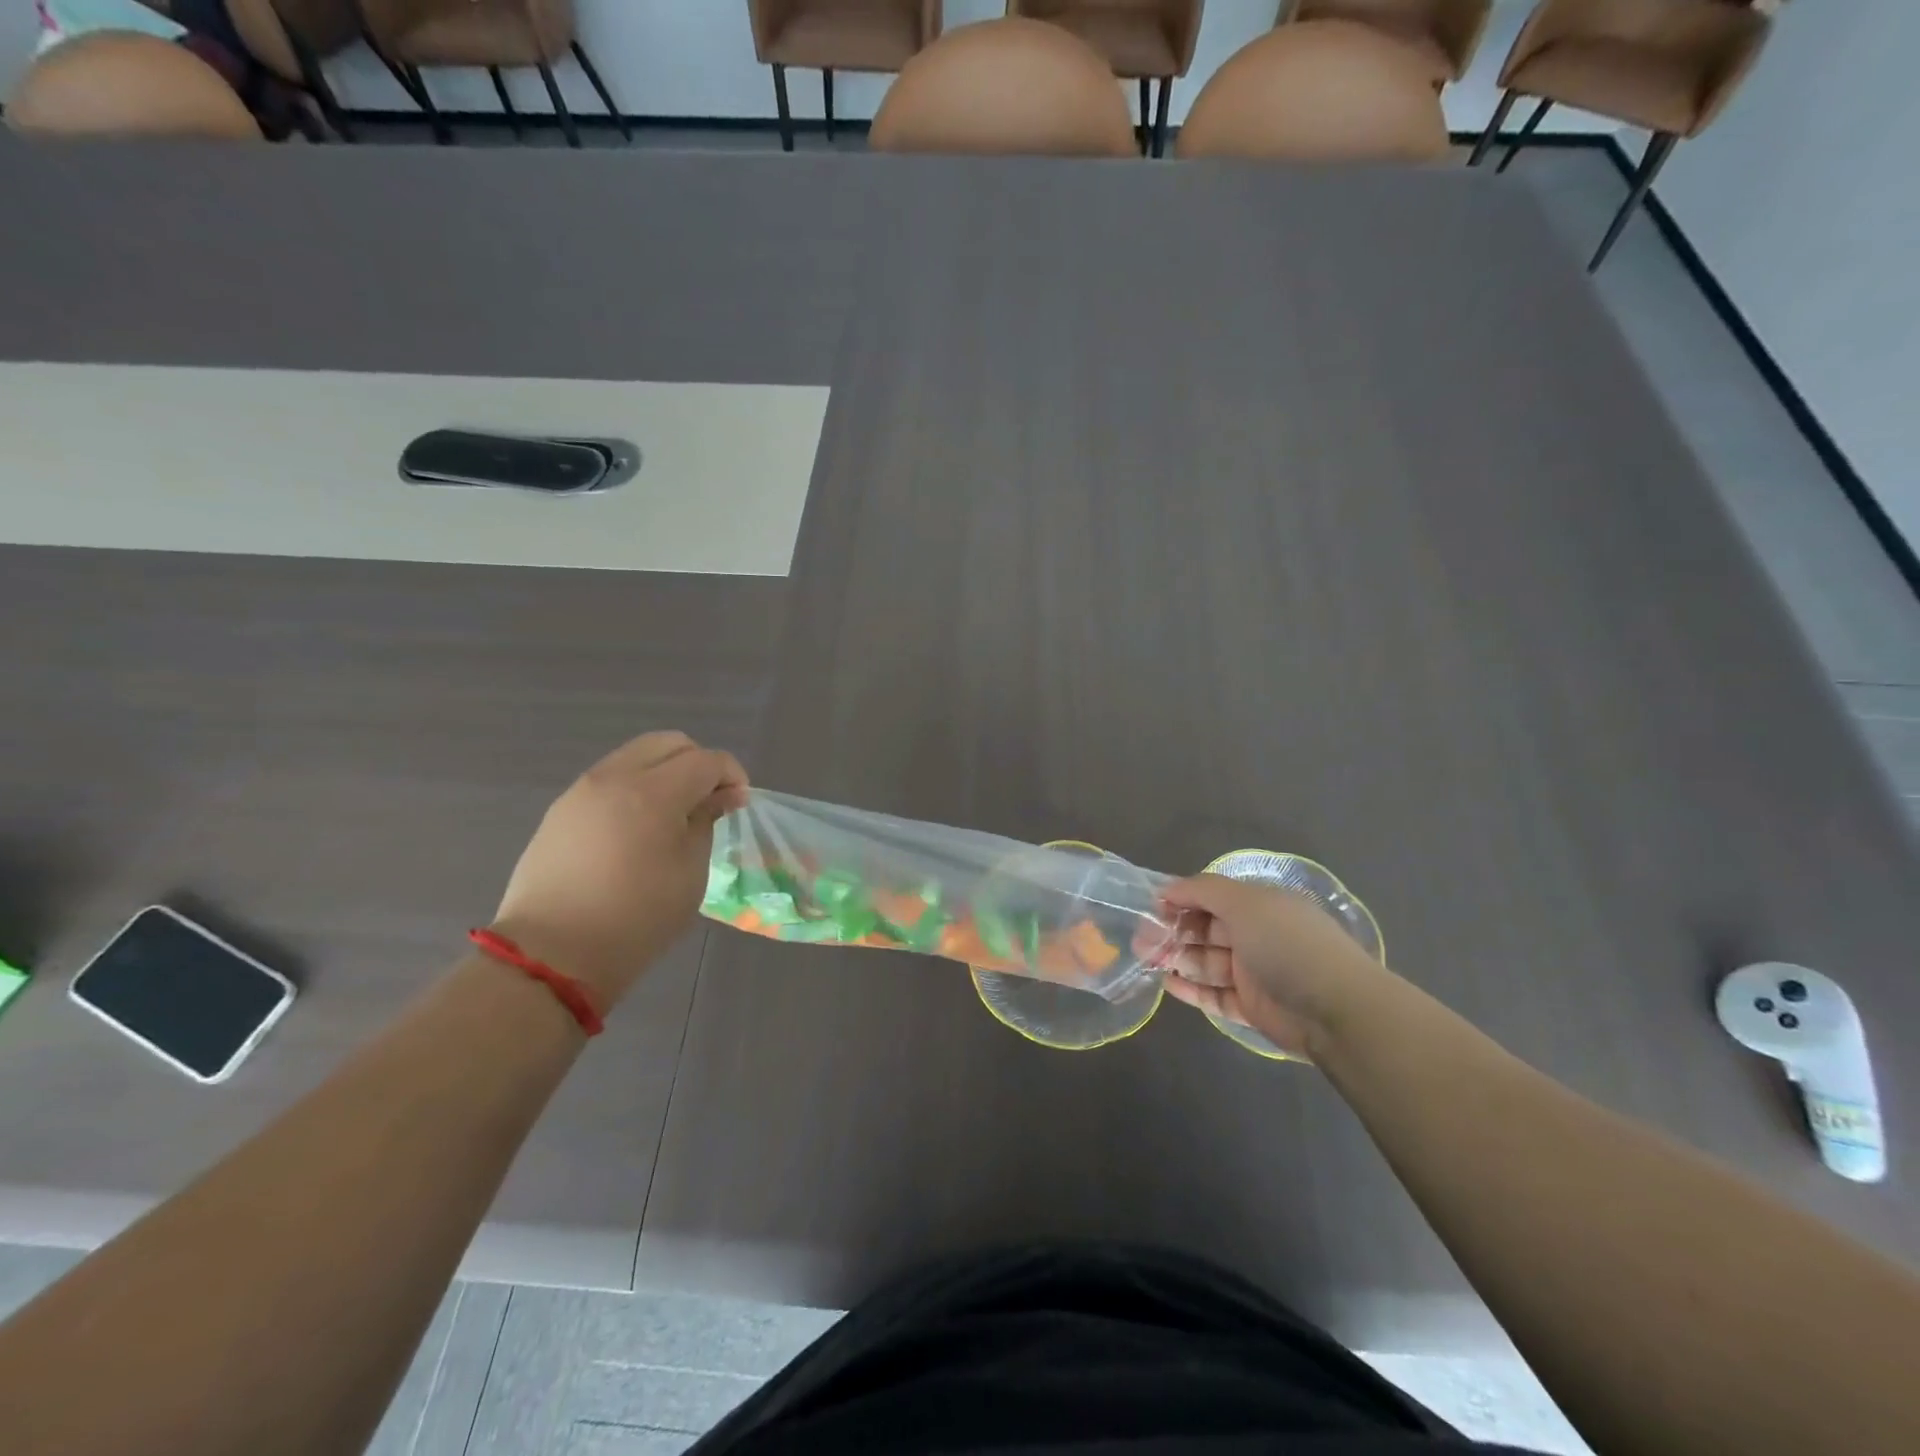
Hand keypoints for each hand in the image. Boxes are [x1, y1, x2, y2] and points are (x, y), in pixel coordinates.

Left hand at [490, 731, 747, 1010]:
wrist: (551, 956)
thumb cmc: (637, 918)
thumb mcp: (690, 872)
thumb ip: (706, 821)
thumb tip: (723, 795)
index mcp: (653, 792)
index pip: (706, 760)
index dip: (731, 775)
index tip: (739, 803)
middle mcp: (615, 778)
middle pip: (668, 742)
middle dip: (698, 763)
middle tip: (708, 800)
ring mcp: (581, 791)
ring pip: (635, 756)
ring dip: (664, 772)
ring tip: (672, 814)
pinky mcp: (561, 810)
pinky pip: (609, 780)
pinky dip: (634, 788)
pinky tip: (637, 828)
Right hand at [1150, 875, 1397, 1059]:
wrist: (1337, 1009)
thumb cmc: (1287, 944)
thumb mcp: (1245, 903)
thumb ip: (1203, 890)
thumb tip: (1167, 887)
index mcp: (1260, 905)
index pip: (1212, 897)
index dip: (1181, 899)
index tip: (1150, 907)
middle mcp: (1257, 935)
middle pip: (1205, 930)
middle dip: (1172, 931)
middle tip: (1140, 939)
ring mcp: (1254, 973)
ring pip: (1206, 962)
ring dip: (1176, 959)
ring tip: (1146, 960)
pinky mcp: (1253, 1008)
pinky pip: (1215, 996)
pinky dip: (1191, 990)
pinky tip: (1167, 985)